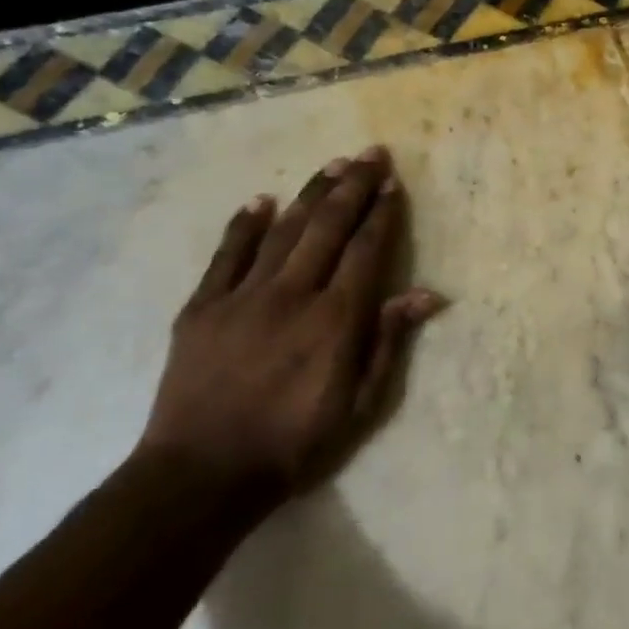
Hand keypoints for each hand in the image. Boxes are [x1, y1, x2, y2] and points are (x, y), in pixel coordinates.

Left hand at [137, 147, 444, 493]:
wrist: (203, 474)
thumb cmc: (296, 443)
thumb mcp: (361, 403)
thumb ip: (389, 341)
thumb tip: (426, 294)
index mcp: (336, 319)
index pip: (367, 251)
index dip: (382, 213)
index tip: (393, 183)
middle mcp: (293, 295)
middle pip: (328, 227)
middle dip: (352, 186)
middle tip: (370, 154)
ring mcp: (242, 297)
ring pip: (284, 231)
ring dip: (310, 194)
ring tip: (331, 164)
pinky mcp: (201, 308)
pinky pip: (227, 255)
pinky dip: (245, 225)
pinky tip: (262, 200)